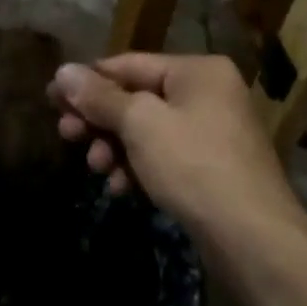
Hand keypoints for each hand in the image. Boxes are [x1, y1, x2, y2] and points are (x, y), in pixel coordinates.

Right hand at [49, 53, 301, 243]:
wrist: (255, 240)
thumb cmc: (194, 165)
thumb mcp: (140, 124)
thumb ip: (99, 97)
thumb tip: (62, 71)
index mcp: (197, 71)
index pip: (129, 64)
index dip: (88, 81)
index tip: (52, 98)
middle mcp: (208, 93)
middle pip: (138, 98)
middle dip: (99, 119)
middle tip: (65, 135)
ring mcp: (214, 132)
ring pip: (148, 130)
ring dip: (115, 146)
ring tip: (94, 167)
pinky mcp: (212, 169)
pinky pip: (164, 156)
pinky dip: (139, 166)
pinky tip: (119, 187)